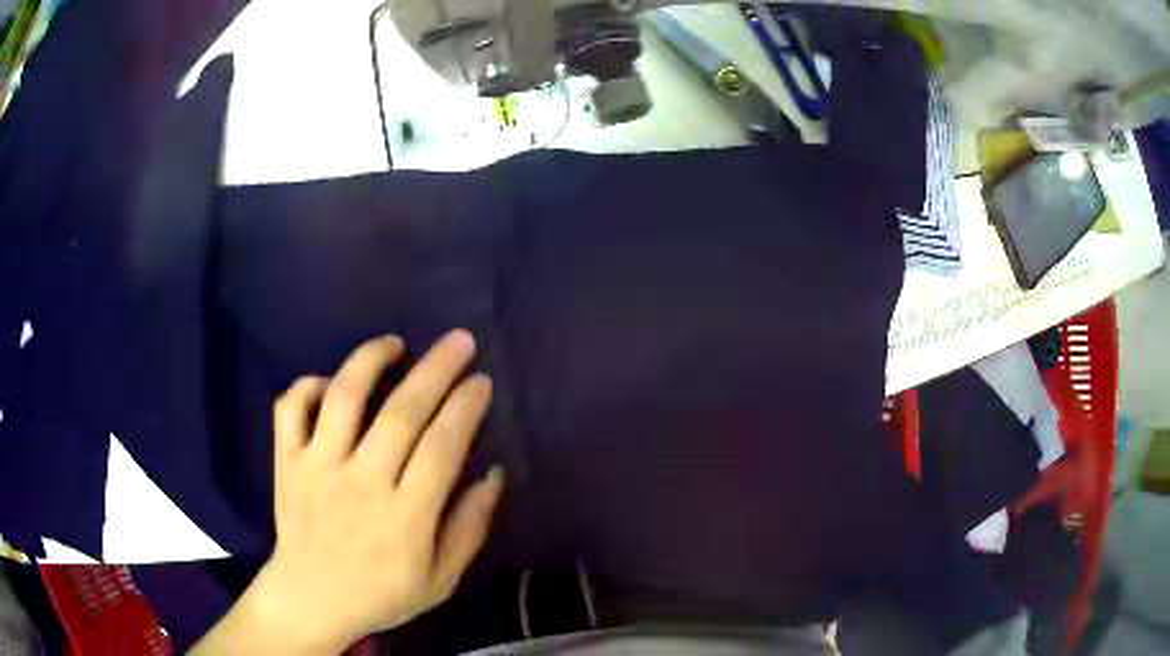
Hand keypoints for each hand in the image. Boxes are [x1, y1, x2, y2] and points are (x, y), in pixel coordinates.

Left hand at [193, 330, 504, 654]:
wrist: (311, 600)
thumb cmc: (382, 595)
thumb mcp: (442, 580)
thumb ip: (470, 529)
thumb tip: (493, 475)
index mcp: (405, 518)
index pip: (442, 447)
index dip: (465, 408)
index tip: (481, 381)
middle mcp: (361, 484)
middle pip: (401, 413)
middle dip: (436, 369)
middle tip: (459, 340)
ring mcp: (318, 468)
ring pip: (343, 397)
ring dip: (371, 360)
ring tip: (395, 343)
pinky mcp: (287, 463)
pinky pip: (291, 409)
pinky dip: (309, 385)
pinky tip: (332, 382)